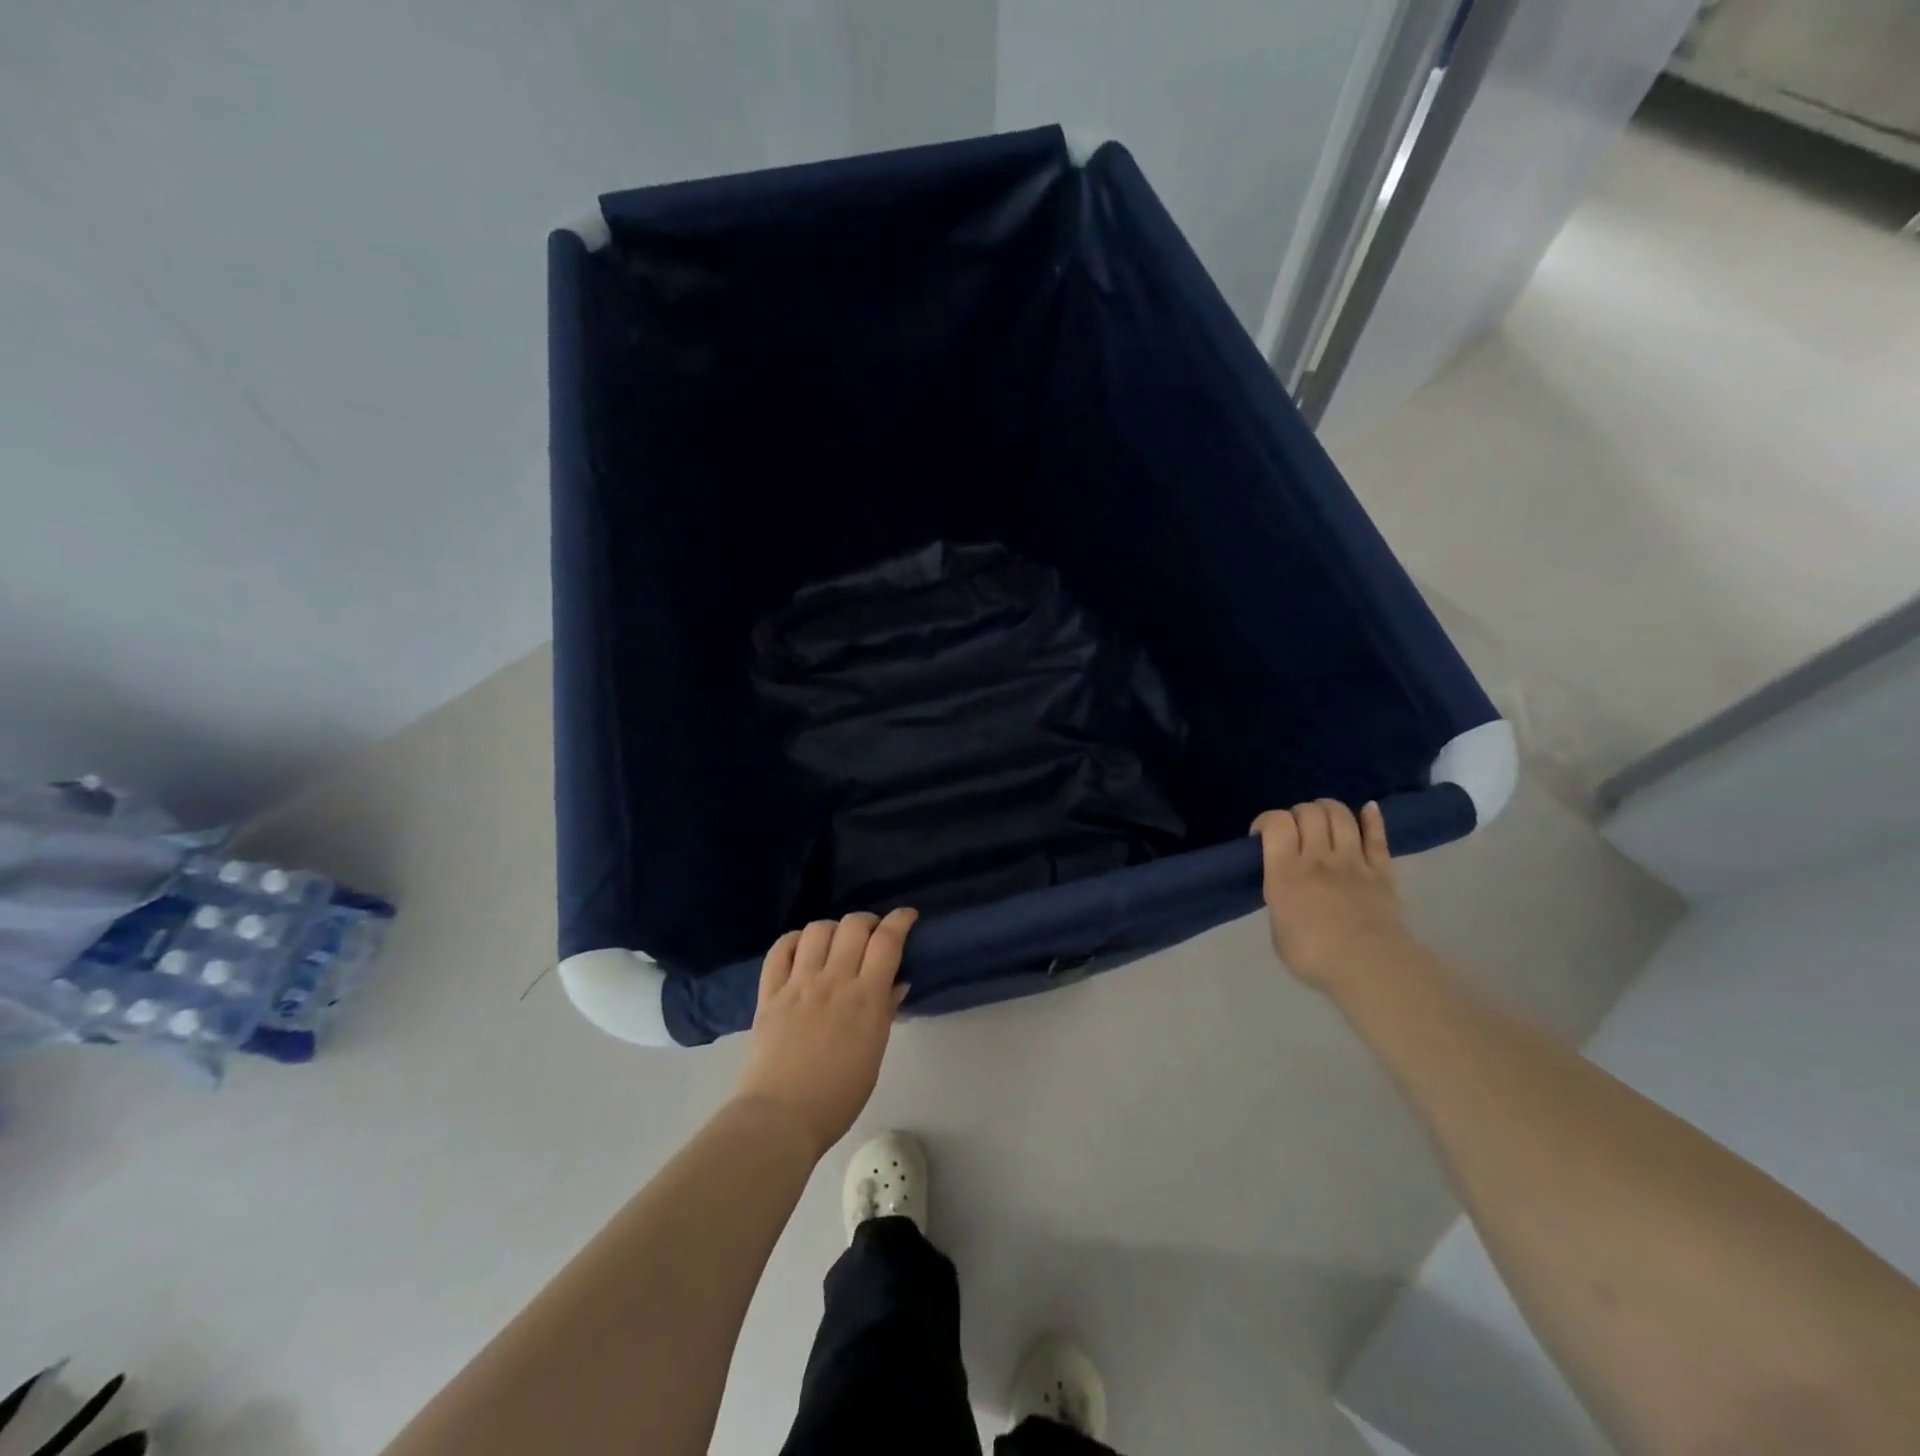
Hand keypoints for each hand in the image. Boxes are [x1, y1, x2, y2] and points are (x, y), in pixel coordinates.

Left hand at [733, 909, 918, 1159]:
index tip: (907, 916)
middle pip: (854, 925)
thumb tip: (896, 982)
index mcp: (865, 998)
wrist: (780, 1118)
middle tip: (872, 934)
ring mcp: (798, 984)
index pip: (887, 941)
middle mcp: (833, 980)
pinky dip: (794, 940)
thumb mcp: (874, 1054)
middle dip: (869, 920)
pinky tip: (802, 948)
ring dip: (833, 928)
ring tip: (836, 942)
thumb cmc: (837, 1096)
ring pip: (818, 930)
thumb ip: (885, 1012)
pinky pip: (780, 950)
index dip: (900, 920)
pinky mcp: (770, 992)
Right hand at [1252, 800, 1412, 993]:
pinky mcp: (1382, 871)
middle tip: (1294, 830)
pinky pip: (1377, 836)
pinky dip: (1372, 818)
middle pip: (1309, 812)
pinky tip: (1368, 809)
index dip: (1267, 820)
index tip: (1262, 836)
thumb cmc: (1314, 957)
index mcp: (1285, 873)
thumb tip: (1288, 895)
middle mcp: (1318, 858)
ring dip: (1328, 809)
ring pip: (1341, 816)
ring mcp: (1353, 861)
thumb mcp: (1279, 931)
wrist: (1371, 969)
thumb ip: (1281, 902)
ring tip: (1323, 819)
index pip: (1276, 823)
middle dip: (1297, 813)